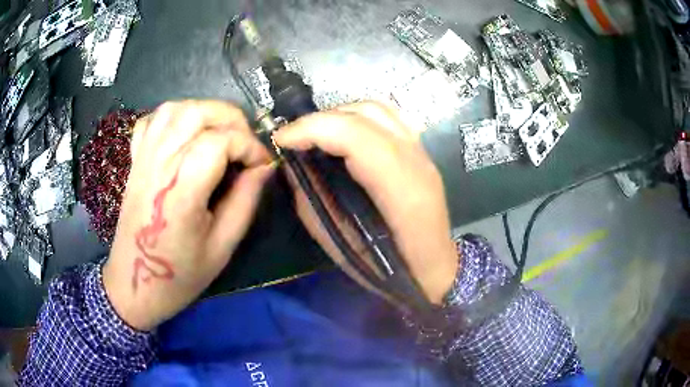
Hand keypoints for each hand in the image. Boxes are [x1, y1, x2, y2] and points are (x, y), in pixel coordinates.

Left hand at [103, 100, 273, 330]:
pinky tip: (185, 133)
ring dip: (204, 111)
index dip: (249, 146)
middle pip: (197, 113)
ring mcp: (143, 159)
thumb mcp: (222, 247)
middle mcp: (159, 165)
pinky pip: (151, 121)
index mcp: (181, 191)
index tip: (262, 165)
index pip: (220, 141)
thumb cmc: (180, 275)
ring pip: (174, 109)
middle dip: (231, 119)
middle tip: (245, 144)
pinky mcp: (135, 161)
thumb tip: (263, 166)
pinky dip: (173, 117)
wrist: (135, 285)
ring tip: (219, 133)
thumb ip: (245, 201)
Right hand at [273, 101, 457, 304]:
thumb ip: (313, 203)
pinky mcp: (420, 151)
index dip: (313, 129)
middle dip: (320, 119)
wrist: (436, 267)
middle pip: (366, 115)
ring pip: (377, 109)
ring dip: (338, 114)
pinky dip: (357, 117)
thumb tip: (293, 166)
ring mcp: (422, 153)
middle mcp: (417, 162)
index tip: (281, 140)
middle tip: (293, 138)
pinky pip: (386, 118)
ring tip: (314, 134)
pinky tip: (341, 135)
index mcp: (402, 191)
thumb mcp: (341, 245)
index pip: (356, 137)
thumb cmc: (390, 269)